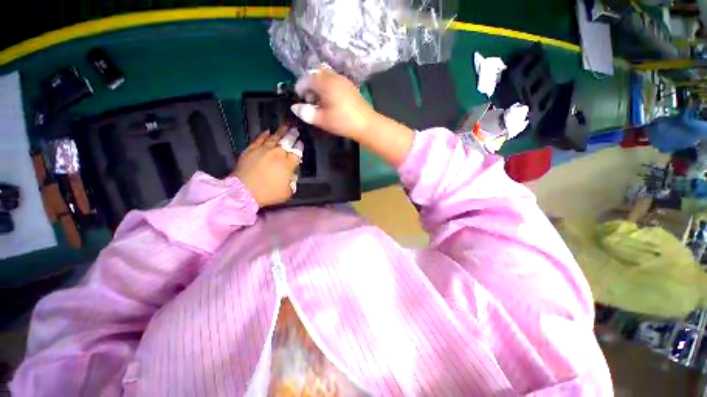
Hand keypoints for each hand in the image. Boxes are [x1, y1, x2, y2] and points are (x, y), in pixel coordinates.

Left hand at [233, 125, 302, 207]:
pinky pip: (259, 138)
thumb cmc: (269, 193)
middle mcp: (278, 153)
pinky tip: (268, 131)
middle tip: (295, 130)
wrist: (244, 191)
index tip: (300, 143)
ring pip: (275, 137)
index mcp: (289, 163)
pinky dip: (264, 134)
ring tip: (285, 126)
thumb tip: (292, 174)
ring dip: (281, 131)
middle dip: (293, 135)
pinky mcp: (251, 149)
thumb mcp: (288, 192)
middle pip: (288, 141)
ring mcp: (264, 149)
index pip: (297, 151)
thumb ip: (293, 181)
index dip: (300, 146)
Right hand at [290, 66, 378, 140]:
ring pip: (327, 77)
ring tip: (321, 103)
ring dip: (320, 87)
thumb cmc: (343, 122)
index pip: (307, 78)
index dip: (300, 88)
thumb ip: (307, 113)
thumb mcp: (323, 120)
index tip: (300, 99)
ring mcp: (344, 81)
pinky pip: (335, 82)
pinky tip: (331, 102)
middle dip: (310, 86)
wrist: (367, 125)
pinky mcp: (351, 87)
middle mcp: (335, 77)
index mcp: (326, 83)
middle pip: (317, 75)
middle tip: (310, 101)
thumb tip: (294, 108)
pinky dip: (329, 88)